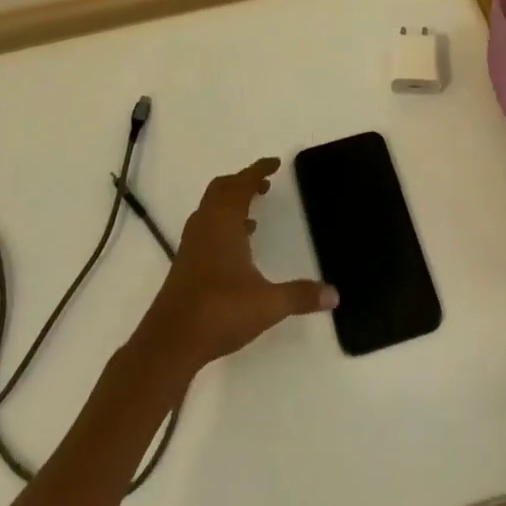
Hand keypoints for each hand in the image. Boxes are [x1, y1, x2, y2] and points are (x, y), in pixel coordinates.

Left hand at [136, 159, 335, 377]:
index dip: (258, 170)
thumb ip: (301, 296)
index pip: (242, 184)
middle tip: (264, 184)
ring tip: (253, 213)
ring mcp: (191, 245)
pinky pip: (205, 229)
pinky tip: (236, 248)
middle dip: (242, 182)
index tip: (275, 164)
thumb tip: (334, 295)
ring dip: (230, 203)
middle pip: (221, 190)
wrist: (170, 342)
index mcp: (224, 222)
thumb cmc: (220, 311)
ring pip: (210, 209)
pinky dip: (221, 225)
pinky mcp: (185, 264)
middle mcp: (205, 226)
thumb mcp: (268, 304)